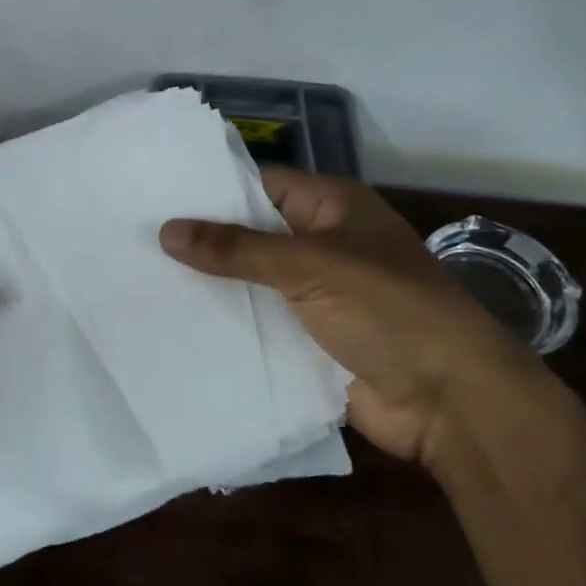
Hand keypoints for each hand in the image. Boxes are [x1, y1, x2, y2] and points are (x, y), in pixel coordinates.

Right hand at [160, 168, 536, 464]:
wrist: (450, 401)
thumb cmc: (389, 311)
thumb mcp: (311, 267)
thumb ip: (238, 249)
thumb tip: (166, 230)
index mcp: (333, 208)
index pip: (261, 184)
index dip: (212, 188)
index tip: (155, 194)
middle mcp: (322, 245)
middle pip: (252, 234)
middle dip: (203, 240)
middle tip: (135, 238)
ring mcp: (316, 295)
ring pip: (251, 282)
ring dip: (210, 285)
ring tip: (141, 278)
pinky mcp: (308, 340)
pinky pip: (259, 324)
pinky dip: (227, 324)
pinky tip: (175, 323)